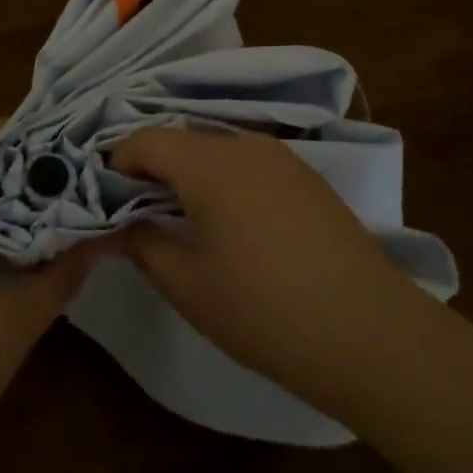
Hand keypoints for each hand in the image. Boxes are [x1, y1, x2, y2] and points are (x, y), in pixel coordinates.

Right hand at [110, 128, 429, 423]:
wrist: (367, 332)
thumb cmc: (263, 310)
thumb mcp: (187, 285)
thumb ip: (141, 244)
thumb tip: (114, 226)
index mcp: (208, 163)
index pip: (145, 140)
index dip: (116, 164)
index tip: (105, 202)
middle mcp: (245, 145)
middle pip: (182, 142)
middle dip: (153, 172)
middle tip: (139, 217)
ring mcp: (283, 158)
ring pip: (217, 152)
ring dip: (191, 177)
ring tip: (185, 224)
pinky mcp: (308, 178)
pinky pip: (250, 166)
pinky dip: (226, 183)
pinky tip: (235, 228)